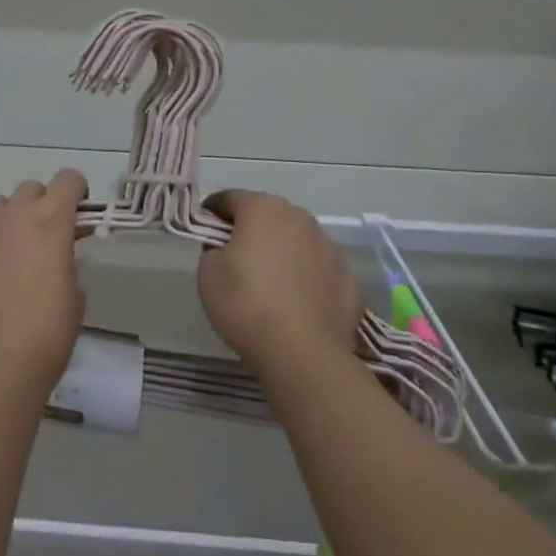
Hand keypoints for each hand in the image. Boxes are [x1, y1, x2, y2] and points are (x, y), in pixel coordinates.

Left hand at [0, 170, 88, 394]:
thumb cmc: (46, 333)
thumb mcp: (75, 294)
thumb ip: (66, 260)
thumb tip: (54, 256)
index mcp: (51, 217)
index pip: (69, 179)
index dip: (76, 193)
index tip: (76, 214)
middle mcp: (13, 211)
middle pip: (31, 189)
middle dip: (40, 206)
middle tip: (41, 240)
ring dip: (6, 221)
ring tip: (4, 256)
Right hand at [198, 190, 362, 374]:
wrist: (304, 356)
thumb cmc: (247, 305)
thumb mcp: (207, 273)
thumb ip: (213, 248)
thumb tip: (226, 247)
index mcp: (262, 208)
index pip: (230, 198)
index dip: (214, 212)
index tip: (205, 230)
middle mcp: (299, 217)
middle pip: (268, 215)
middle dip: (253, 229)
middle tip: (238, 258)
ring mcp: (330, 246)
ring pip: (299, 240)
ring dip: (285, 251)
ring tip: (274, 283)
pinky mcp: (350, 278)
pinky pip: (321, 270)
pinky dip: (310, 278)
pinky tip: (301, 303)